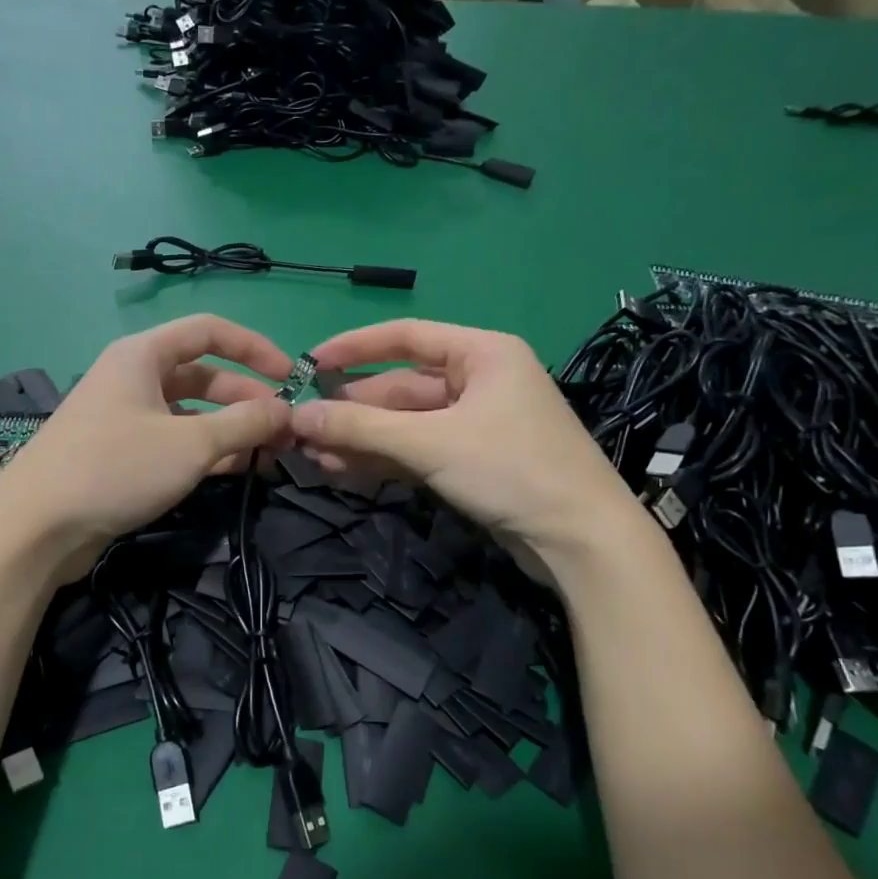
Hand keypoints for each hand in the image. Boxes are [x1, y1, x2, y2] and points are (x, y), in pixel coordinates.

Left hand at [0, 315, 293, 581]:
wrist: (37, 527)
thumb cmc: (116, 468)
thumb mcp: (191, 444)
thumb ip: (245, 424)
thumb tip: (287, 411)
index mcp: (142, 355)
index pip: (210, 330)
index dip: (254, 348)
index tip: (292, 376)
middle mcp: (133, 378)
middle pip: (203, 375)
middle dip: (246, 399)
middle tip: (284, 430)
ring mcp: (124, 417)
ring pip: (190, 413)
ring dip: (229, 429)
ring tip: (268, 454)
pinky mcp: (120, 454)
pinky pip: (173, 441)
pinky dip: (205, 451)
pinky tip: (235, 471)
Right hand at [292, 319, 641, 569]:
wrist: (580, 542)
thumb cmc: (511, 470)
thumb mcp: (430, 443)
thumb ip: (361, 427)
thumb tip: (297, 416)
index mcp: (482, 353)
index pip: (406, 337)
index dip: (354, 347)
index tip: (309, 364)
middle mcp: (479, 381)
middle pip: (400, 387)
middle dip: (352, 409)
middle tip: (302, 427)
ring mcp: (475, 424)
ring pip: (405, 424)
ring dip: (361, 439)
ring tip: (312, 455)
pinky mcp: (472, 462)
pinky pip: (416, 451)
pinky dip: (383, 460)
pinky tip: (342, 470)